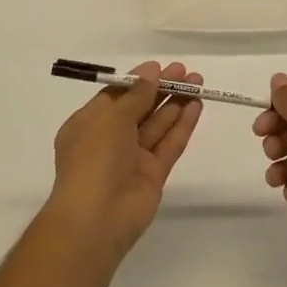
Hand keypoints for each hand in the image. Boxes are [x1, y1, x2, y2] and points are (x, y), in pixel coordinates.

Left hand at [47, 61, 203, 260]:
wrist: (96, 219)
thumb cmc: (94, 158)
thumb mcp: (111, 118)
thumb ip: (136, 95)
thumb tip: (151, 72)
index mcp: (89, 124)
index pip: (116, 96)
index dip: (138, 81)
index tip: (159, 67)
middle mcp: (110, 139)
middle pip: (140, 108)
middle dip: (161, 88)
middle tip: (185, 71)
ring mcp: (133, 158)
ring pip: (157, 125)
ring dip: (176, 103)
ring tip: (197, 82)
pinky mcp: (153, 175)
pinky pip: (169, 144)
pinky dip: (182, 125)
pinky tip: (196, 106)